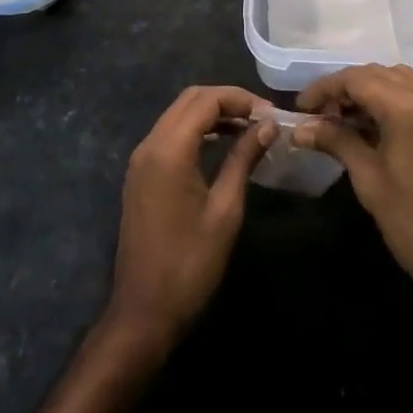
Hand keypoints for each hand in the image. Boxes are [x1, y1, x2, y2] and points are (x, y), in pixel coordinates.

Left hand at [108, 85, 275, 344]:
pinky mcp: (141, 175)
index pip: (206, 100)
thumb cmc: (190, 264)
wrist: (144, 313)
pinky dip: (197, 130)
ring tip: (248, 128)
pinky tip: (222, 144)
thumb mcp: (225, 210)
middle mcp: (149, 145)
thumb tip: (267, 125)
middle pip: (190, 100)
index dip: (241, 99)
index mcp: (169, 150)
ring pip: (178, 115)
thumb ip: (243, 159)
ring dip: (212, 113)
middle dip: (226, 100)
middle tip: (261, 117)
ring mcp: (141, 160)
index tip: (271, 114)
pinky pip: (170, 135)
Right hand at [295, 64, 412, 313]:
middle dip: (343, 88)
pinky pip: (412, 92)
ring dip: (365, 91)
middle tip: (317, 115)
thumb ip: (335, 142)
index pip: (356, 79)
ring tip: (339, 118)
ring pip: (394, 79)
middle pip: (375, 73)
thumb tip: (300, 129)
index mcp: (407, 108)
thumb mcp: (368, 179)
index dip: (324, 89)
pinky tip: (368, 123)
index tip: (301, 107)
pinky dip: (387, 98)